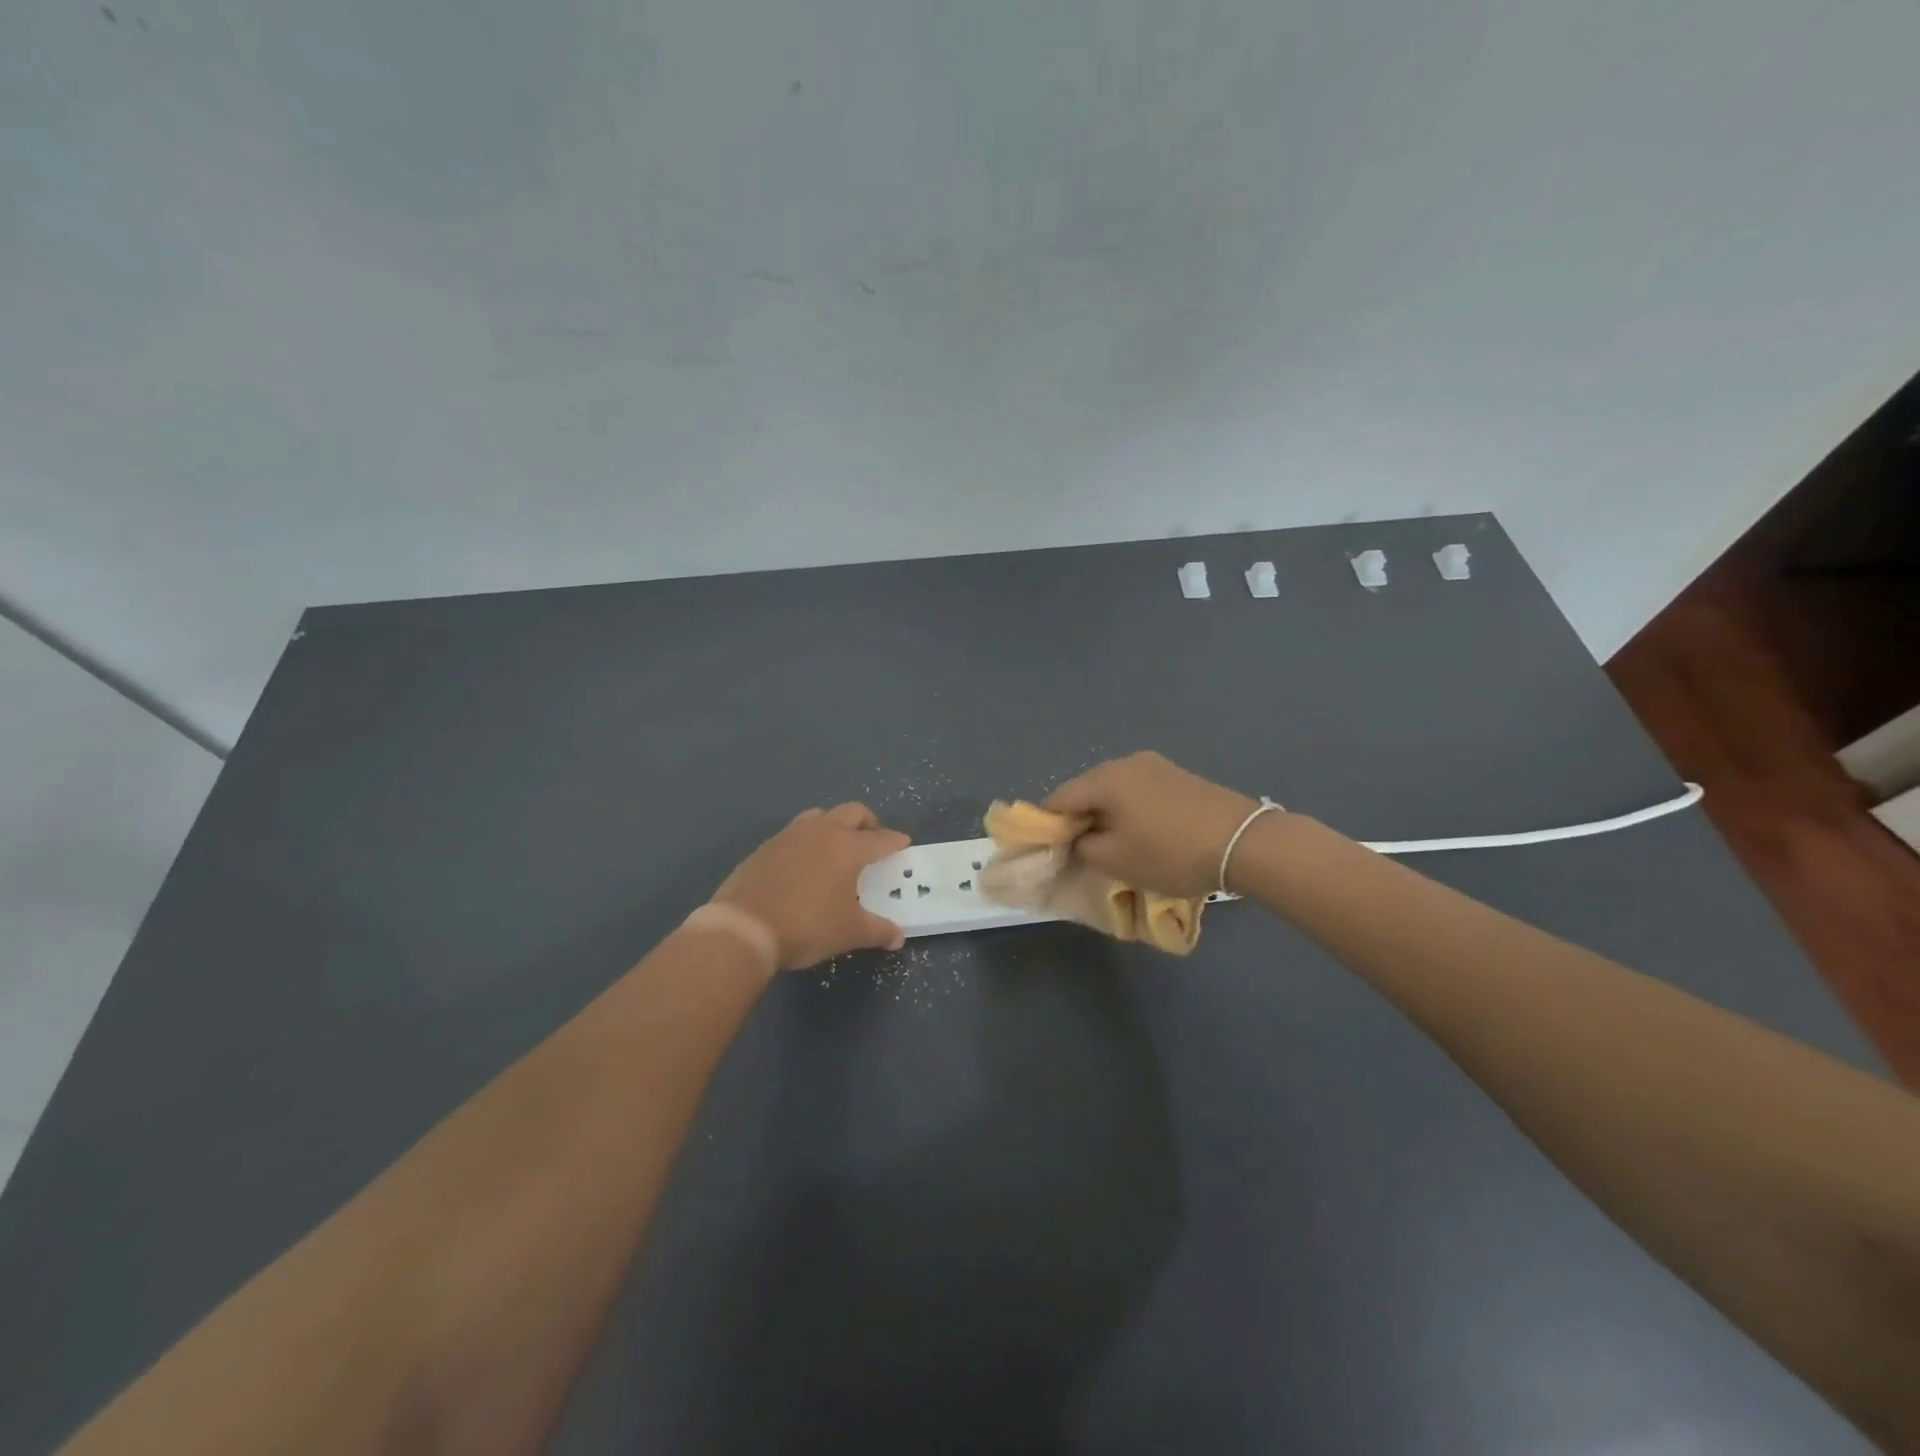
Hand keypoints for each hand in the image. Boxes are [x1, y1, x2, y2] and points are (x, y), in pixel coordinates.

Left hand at [711, 803, 909, 970]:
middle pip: (852, 812)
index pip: (880, 839)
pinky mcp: (765, 846)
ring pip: (820, 816)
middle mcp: (822, 832)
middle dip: (868, 823)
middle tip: (873, 839)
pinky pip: (794, 833)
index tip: (904, 842)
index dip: (895, 841)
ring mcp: (790, 835)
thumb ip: (877, 931)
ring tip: (837, 846)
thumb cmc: (806, 926)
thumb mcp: (849, 932)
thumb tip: (898, 937)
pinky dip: (807, 840)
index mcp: (848, 847)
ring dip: (834, 824)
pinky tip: (804, 863)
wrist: (743, 928)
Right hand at [1043, 752, 1261, 897]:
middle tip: (1082, 851)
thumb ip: (1082, 846)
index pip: (1058, 797)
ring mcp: (1156, 765)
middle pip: (1086, 789)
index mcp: (1105, 778)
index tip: (1051, 851)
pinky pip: (1139, 791)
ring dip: (1106, 815)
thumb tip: (1077, 837)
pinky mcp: (1179, 776)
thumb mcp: (1115, 859)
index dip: (1048, 825)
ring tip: (1114, 844)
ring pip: (1114, 790)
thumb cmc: (1170, 852)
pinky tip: (1142, 832)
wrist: (1244, 843)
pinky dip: (1130, 810)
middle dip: (1079, 818)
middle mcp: (1126, 762)